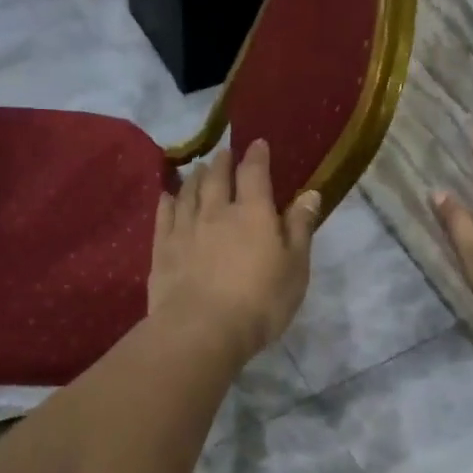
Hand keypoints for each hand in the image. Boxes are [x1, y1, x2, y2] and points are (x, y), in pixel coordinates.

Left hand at [150, 140, 319, 364]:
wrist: (201, 330)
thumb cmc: (260, 302)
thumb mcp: (295, 268)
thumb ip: (300, 228)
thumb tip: (310, 193)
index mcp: (253, 213)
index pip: (255, 174)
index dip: (257, 156)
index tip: (257, 143)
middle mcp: (216, 212)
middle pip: (216, 177)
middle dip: (222, 162)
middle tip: (224, 153)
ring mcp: (185, 228)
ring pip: (188, 192)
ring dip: (194, 177)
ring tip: (197, 169)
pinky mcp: (163, 249)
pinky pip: (164, 216)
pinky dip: (166, 201)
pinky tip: (166, 196)